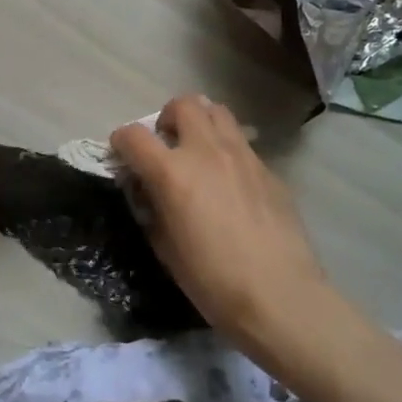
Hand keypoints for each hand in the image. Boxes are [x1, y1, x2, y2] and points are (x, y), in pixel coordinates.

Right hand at [111, 96, 323, 352]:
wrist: (281, 297)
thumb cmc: (213, 281)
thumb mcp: (165, 248)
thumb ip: (152, 209)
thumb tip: (150, 192)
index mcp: (172, 173)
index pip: (133, 136)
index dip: (120, 141)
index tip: (121, 155)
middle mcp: (206, 152)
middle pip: (183, 104)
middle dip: (166, 119)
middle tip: (166, 145)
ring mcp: (243, 156)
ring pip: (217, 112)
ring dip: (200, 123)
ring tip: (198, 152)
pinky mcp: (269, 170)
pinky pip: (242, 143)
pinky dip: (227, 150)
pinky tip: (230, 183)